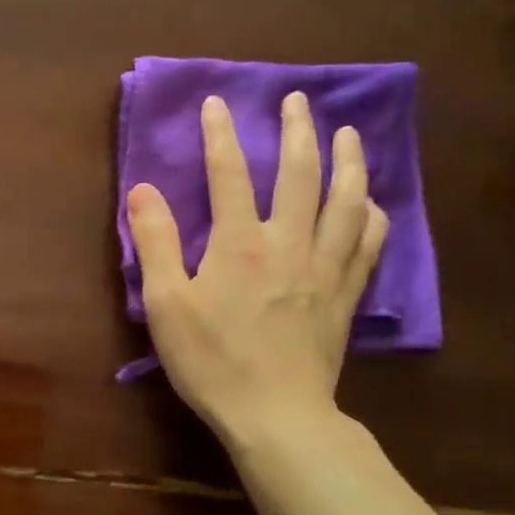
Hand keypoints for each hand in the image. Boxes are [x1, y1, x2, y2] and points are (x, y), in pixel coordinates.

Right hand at [127, 91, 386, 444]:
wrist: (275, 414)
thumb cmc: (211, 360)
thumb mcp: (165, 304)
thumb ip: (155, 243)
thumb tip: (142, 190)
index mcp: (239, 243)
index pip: (229, 174)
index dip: (220, 135)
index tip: (216, 103)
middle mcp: (288, 243)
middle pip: (300, 174)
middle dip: (297, 131)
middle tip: (298, 100)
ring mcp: (324, 268)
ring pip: (345, 201)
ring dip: (348, 161)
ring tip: (347, 134)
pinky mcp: (344, 295)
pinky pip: (368, 245)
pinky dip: (371, 216)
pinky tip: (371, 203)